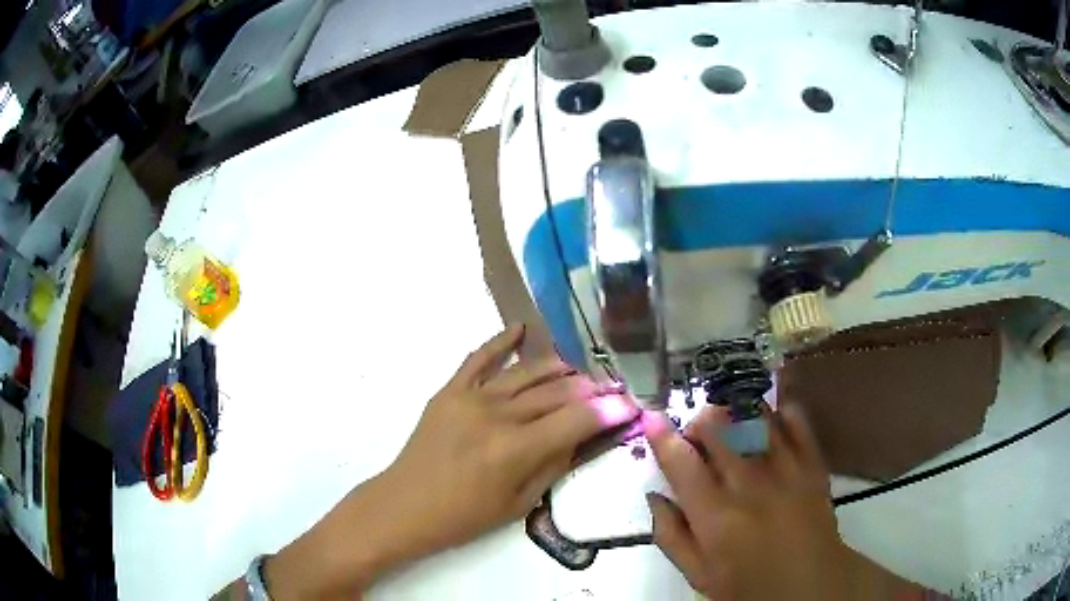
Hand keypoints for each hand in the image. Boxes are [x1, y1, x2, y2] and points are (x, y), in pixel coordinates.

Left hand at [261, 324, 638, 598]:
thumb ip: (553, 465)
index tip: (630, 405)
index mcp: (516, 450)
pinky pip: (479, 358)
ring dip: (559, 368)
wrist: (405, 506)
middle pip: (557, 391)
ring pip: (527, 371)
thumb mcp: (519, 504)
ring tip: (579, 372)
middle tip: (610, 390)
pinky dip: (501, 341)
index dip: (609, 411)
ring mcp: (471, 397)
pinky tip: (522, 329)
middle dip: (591, 389)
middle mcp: (498, 415)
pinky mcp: (450, 391)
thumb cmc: (464, 517)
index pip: (577, 420)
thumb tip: (581, 436)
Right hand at [644, 404, 927, 600]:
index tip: (651, 417)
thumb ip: (671, 536)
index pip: (681, 462)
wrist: (810, 583)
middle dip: (700, 420)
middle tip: (696, 432)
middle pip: (718, 429)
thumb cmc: (748, 584)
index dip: (662, 435)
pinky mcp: (812, 462)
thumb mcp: (699, 574)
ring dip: (735, 409)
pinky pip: (796, 420)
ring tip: (729, 418)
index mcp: (714, 515)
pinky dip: (779, 410)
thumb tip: (654, 496)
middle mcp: (749, 483)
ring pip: (755, 416)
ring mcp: (785, 468)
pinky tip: (770, 415)